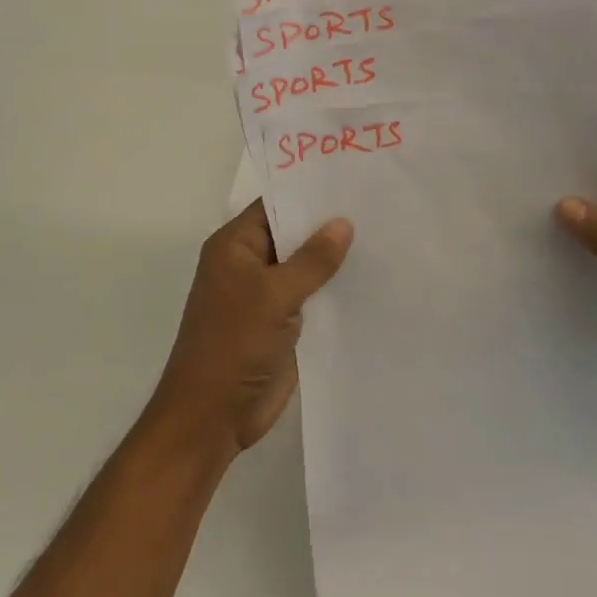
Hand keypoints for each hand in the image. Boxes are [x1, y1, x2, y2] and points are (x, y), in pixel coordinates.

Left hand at [148, 201, 352, 458]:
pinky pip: (313, 296)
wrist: (212, 418)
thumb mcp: (274, 296)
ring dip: (335, 258)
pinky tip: (372, 277)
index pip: (275, 205)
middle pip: (293, 234)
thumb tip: (343, 222)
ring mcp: (266, 295)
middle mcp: (249, 264)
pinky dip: (335, 289)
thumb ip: (312, 260)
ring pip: (306, 266)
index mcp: (235, 246)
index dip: (309, 193)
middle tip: (377, 204)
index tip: (351, 179)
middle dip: (329, 224)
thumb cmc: (233, 345)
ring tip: (384, 234)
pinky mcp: (282, 323)